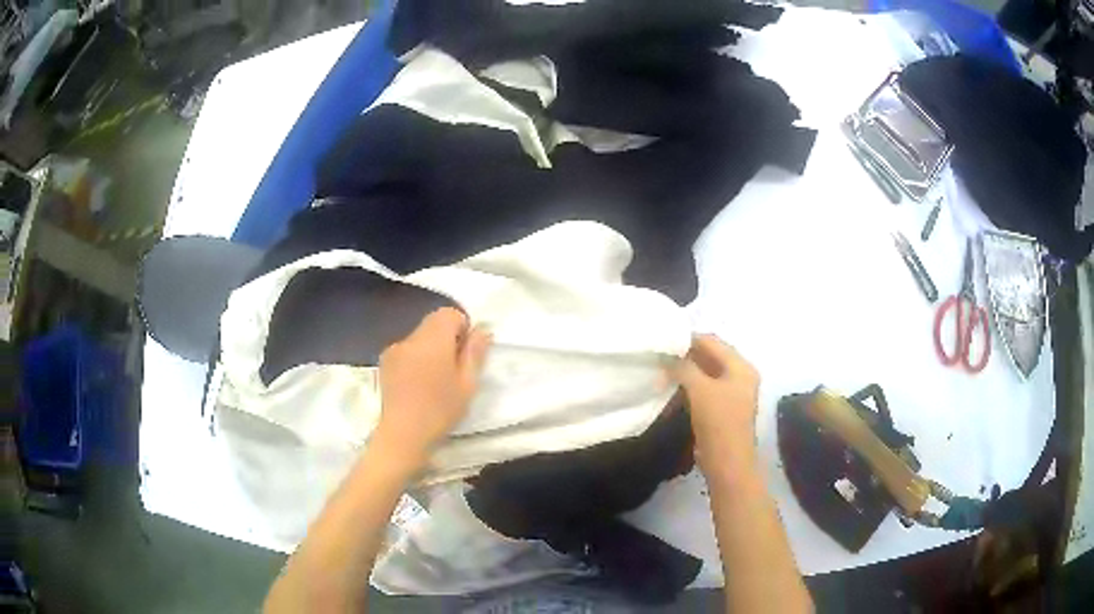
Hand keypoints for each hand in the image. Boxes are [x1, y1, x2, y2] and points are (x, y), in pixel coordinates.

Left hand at [375, 307, 491, 464]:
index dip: (462, 328)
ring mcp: (394, 350)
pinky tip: (418, 385)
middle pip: (432, 323)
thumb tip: (482, 329)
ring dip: (430, 349)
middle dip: (446, 339)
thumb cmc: (440, 409)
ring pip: (419, 338)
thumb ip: (475, 352)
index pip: (449, 313)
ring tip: (435, 380)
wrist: (403, 434)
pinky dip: (415, 359)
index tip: (465, 355)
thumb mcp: (467, 384)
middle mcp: (410, 338)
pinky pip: (406, 351)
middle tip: (454, 369)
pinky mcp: (385, 364)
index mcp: (433, 339)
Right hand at [671, 335, 759, 471]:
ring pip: (706, 374)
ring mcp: (732, 394)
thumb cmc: (718, 422)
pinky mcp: (722, 409)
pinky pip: (704, 389)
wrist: (727, 463)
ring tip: (662, 368)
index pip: (713, 342)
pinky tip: (671, 387)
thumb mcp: (700, 390)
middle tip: (661, 353)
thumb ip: (684, 368)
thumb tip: (668, 356)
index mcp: (741, 367)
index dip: (689, 338)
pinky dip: (689, 386)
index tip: (664, 338)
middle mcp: (740, 376)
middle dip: (686, 355)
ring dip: (686, 371)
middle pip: (711, 357)